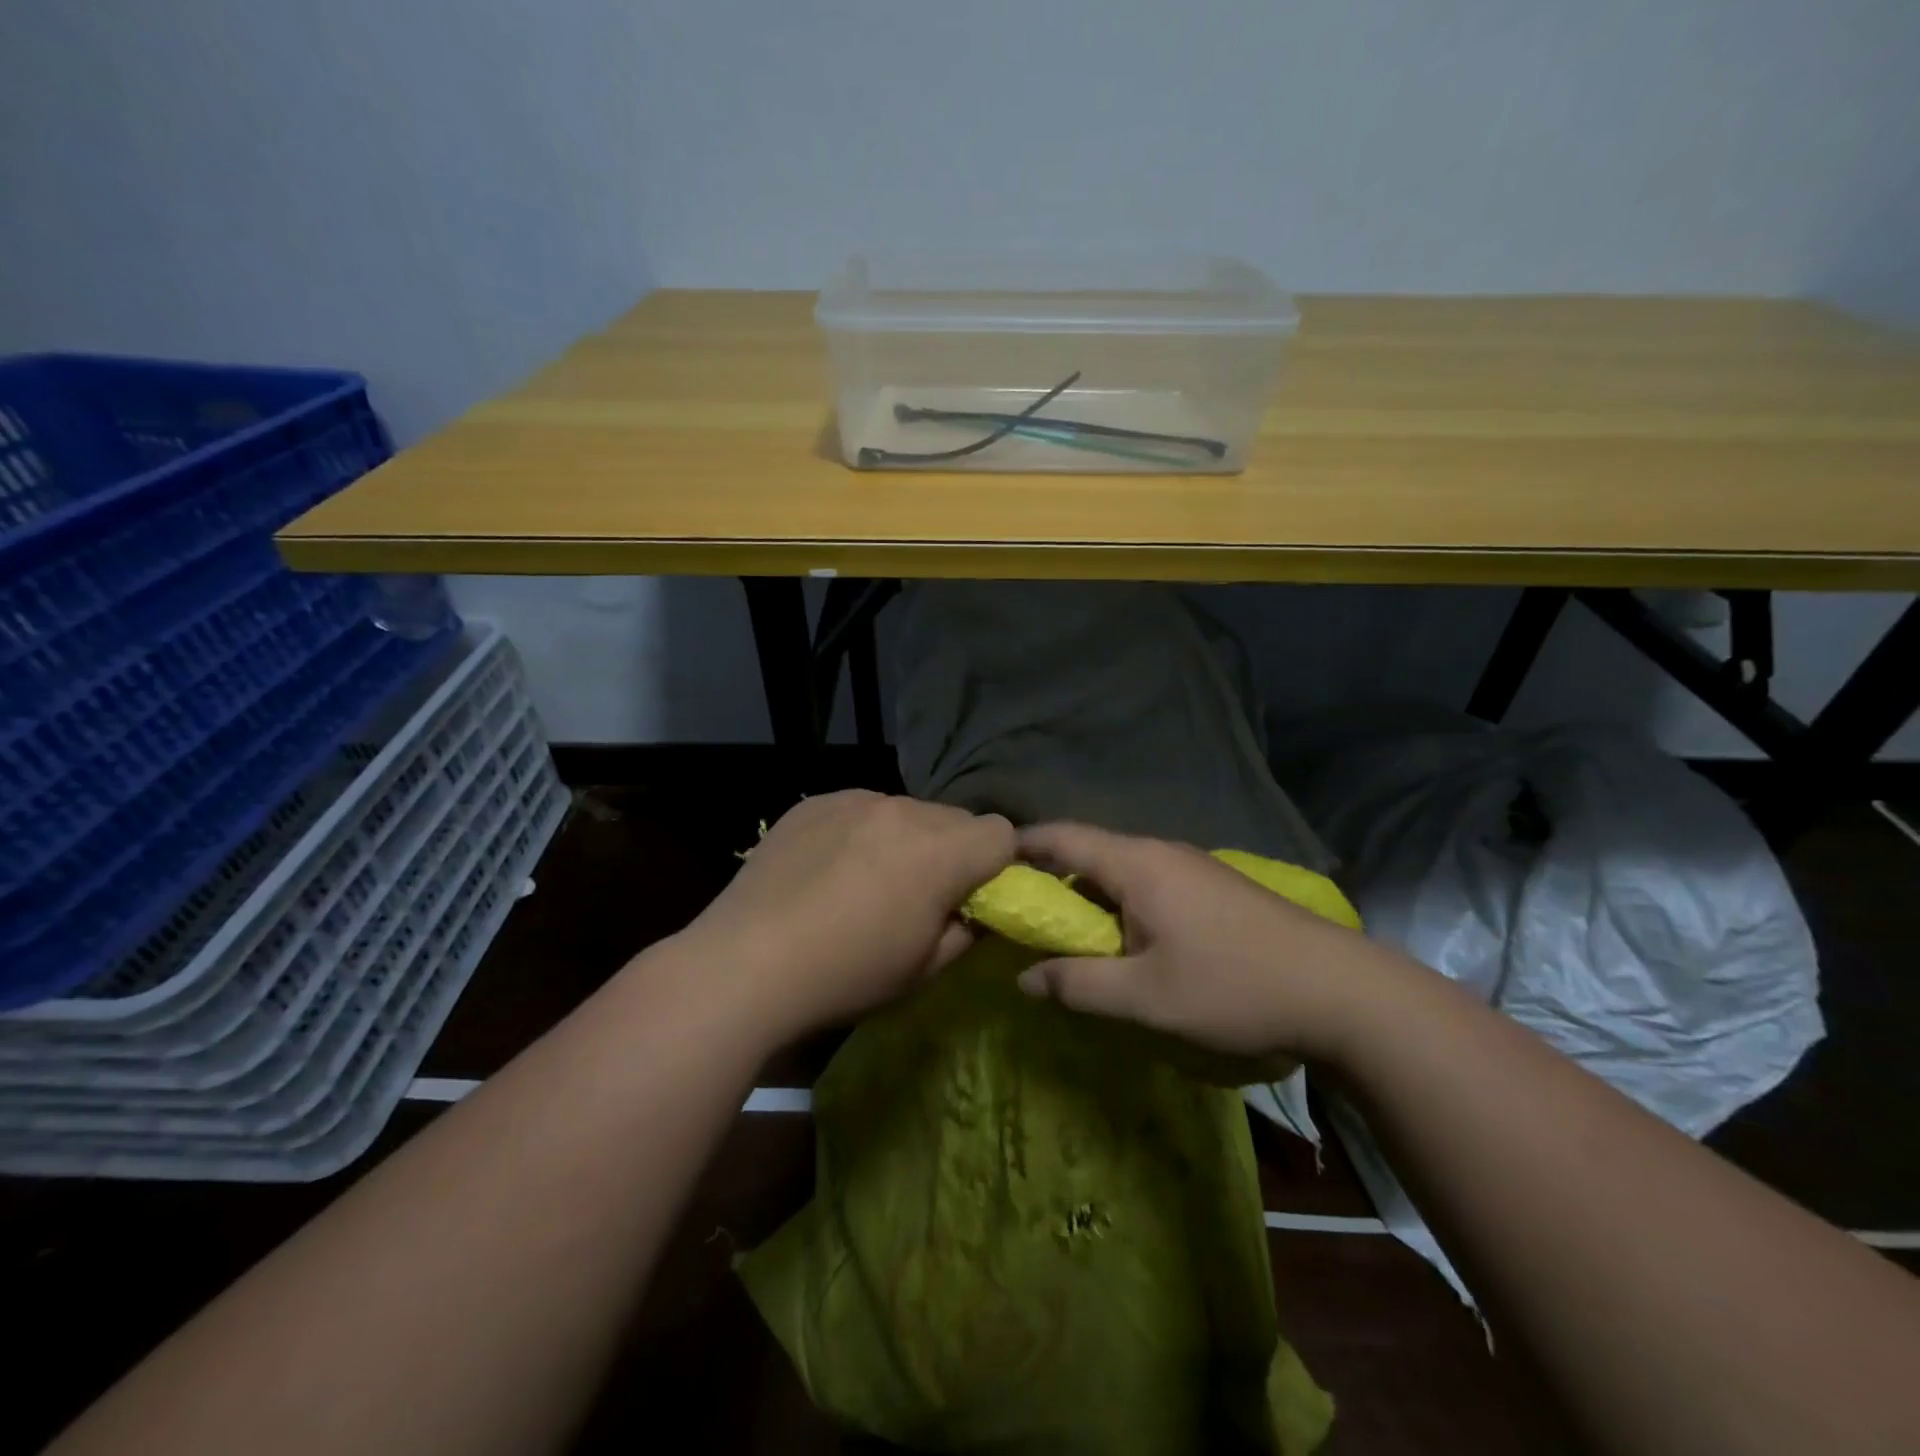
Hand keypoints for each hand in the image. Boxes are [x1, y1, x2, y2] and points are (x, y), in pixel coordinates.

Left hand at [680, 791, 1014, 1038]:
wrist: (745, 963)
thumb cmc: (847, 975)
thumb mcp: (924, 968)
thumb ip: (968, 930)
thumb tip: (977, 909)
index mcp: (940, 851)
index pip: (1000, 832)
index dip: (996, 865)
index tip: (972, 897)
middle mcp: (903, 810)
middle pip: (954, 819)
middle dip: (951, 851)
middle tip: (918, 894)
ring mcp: (854, 800)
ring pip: (905, 811)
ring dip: (905, 839)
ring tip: (865, 881)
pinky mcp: (814, 802)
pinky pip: (859, 809)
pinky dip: (861, 832)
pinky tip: (828, 870)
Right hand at [1016, 822, 1387, 1063]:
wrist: (1339, 990)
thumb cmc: (1231, 986)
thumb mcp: (1144, 997)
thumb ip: (1077, 985)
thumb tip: (1024, 979)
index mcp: (1136, 864)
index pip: (1061, 837)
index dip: (1020, 847)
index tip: (988, 867)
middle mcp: (1160, 852)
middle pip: (1089, 853)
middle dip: (1050, 880)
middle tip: (1020, 916)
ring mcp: (1191, 867)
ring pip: (1120, 870)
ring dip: (1088, 897)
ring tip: (1067, 935)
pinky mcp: (1213, 887)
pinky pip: (1148, 884)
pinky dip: (1120, 905)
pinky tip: (1125, 941)